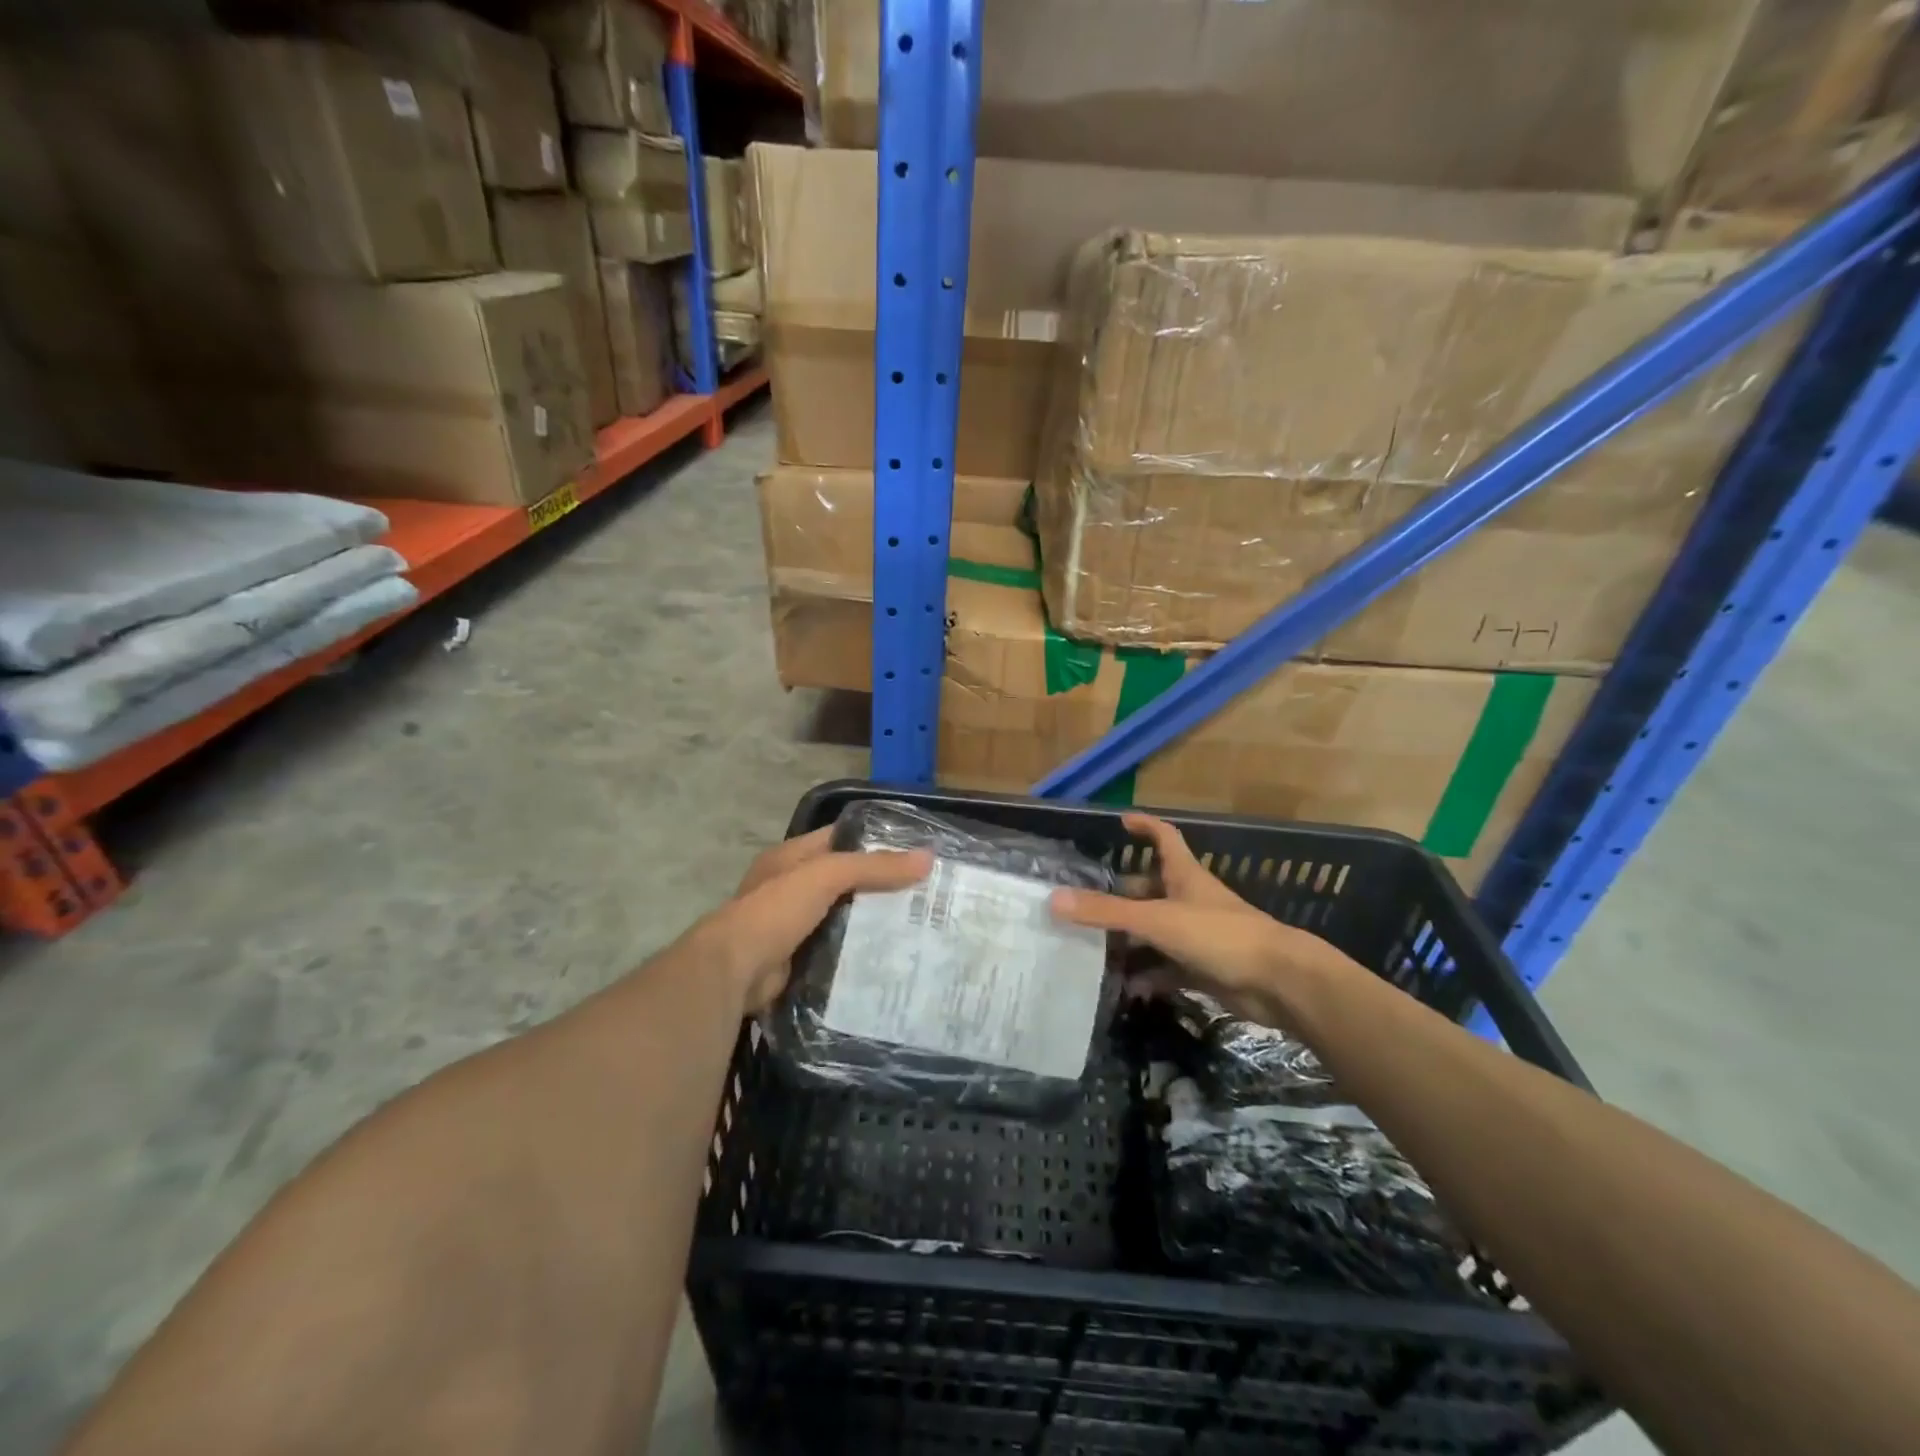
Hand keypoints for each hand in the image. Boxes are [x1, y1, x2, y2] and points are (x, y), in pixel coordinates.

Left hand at [700, 827, 931, 1013]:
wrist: (734, 972)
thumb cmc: (775, 910)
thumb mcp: (826, 875)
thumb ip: (874, 867)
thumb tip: (927, 858)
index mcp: (792, 857)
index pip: (840, 837)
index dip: (875, 839)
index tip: (915, 850)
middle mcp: (791, 886)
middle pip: (845, 878)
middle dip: (880, 884)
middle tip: (924, 891)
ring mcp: (793, 924)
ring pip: (843, 915)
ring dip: (872, 919)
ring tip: (916, 923)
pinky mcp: (798, 958)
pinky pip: (837, 948)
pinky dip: (858, 950)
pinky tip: (890, 954)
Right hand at [1050, 813, 1359, 1028]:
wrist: (1280, 983)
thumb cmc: (1220, 936)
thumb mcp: (1157, 920)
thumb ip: (1107, 913)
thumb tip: (1054, 899)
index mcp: (1185, 876)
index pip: (1164, 838)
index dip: (1145, 826)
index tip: (1122, 821)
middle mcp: (1191, 901)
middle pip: (1151, 889)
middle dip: (1120, 896)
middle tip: (1085, 906)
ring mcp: (1199, 936)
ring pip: (1156, 931)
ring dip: (1129, 940)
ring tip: (1092, 949)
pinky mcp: (1205, 968)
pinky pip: (1168, 968)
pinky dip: (1148, 976)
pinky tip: (1125, 988)